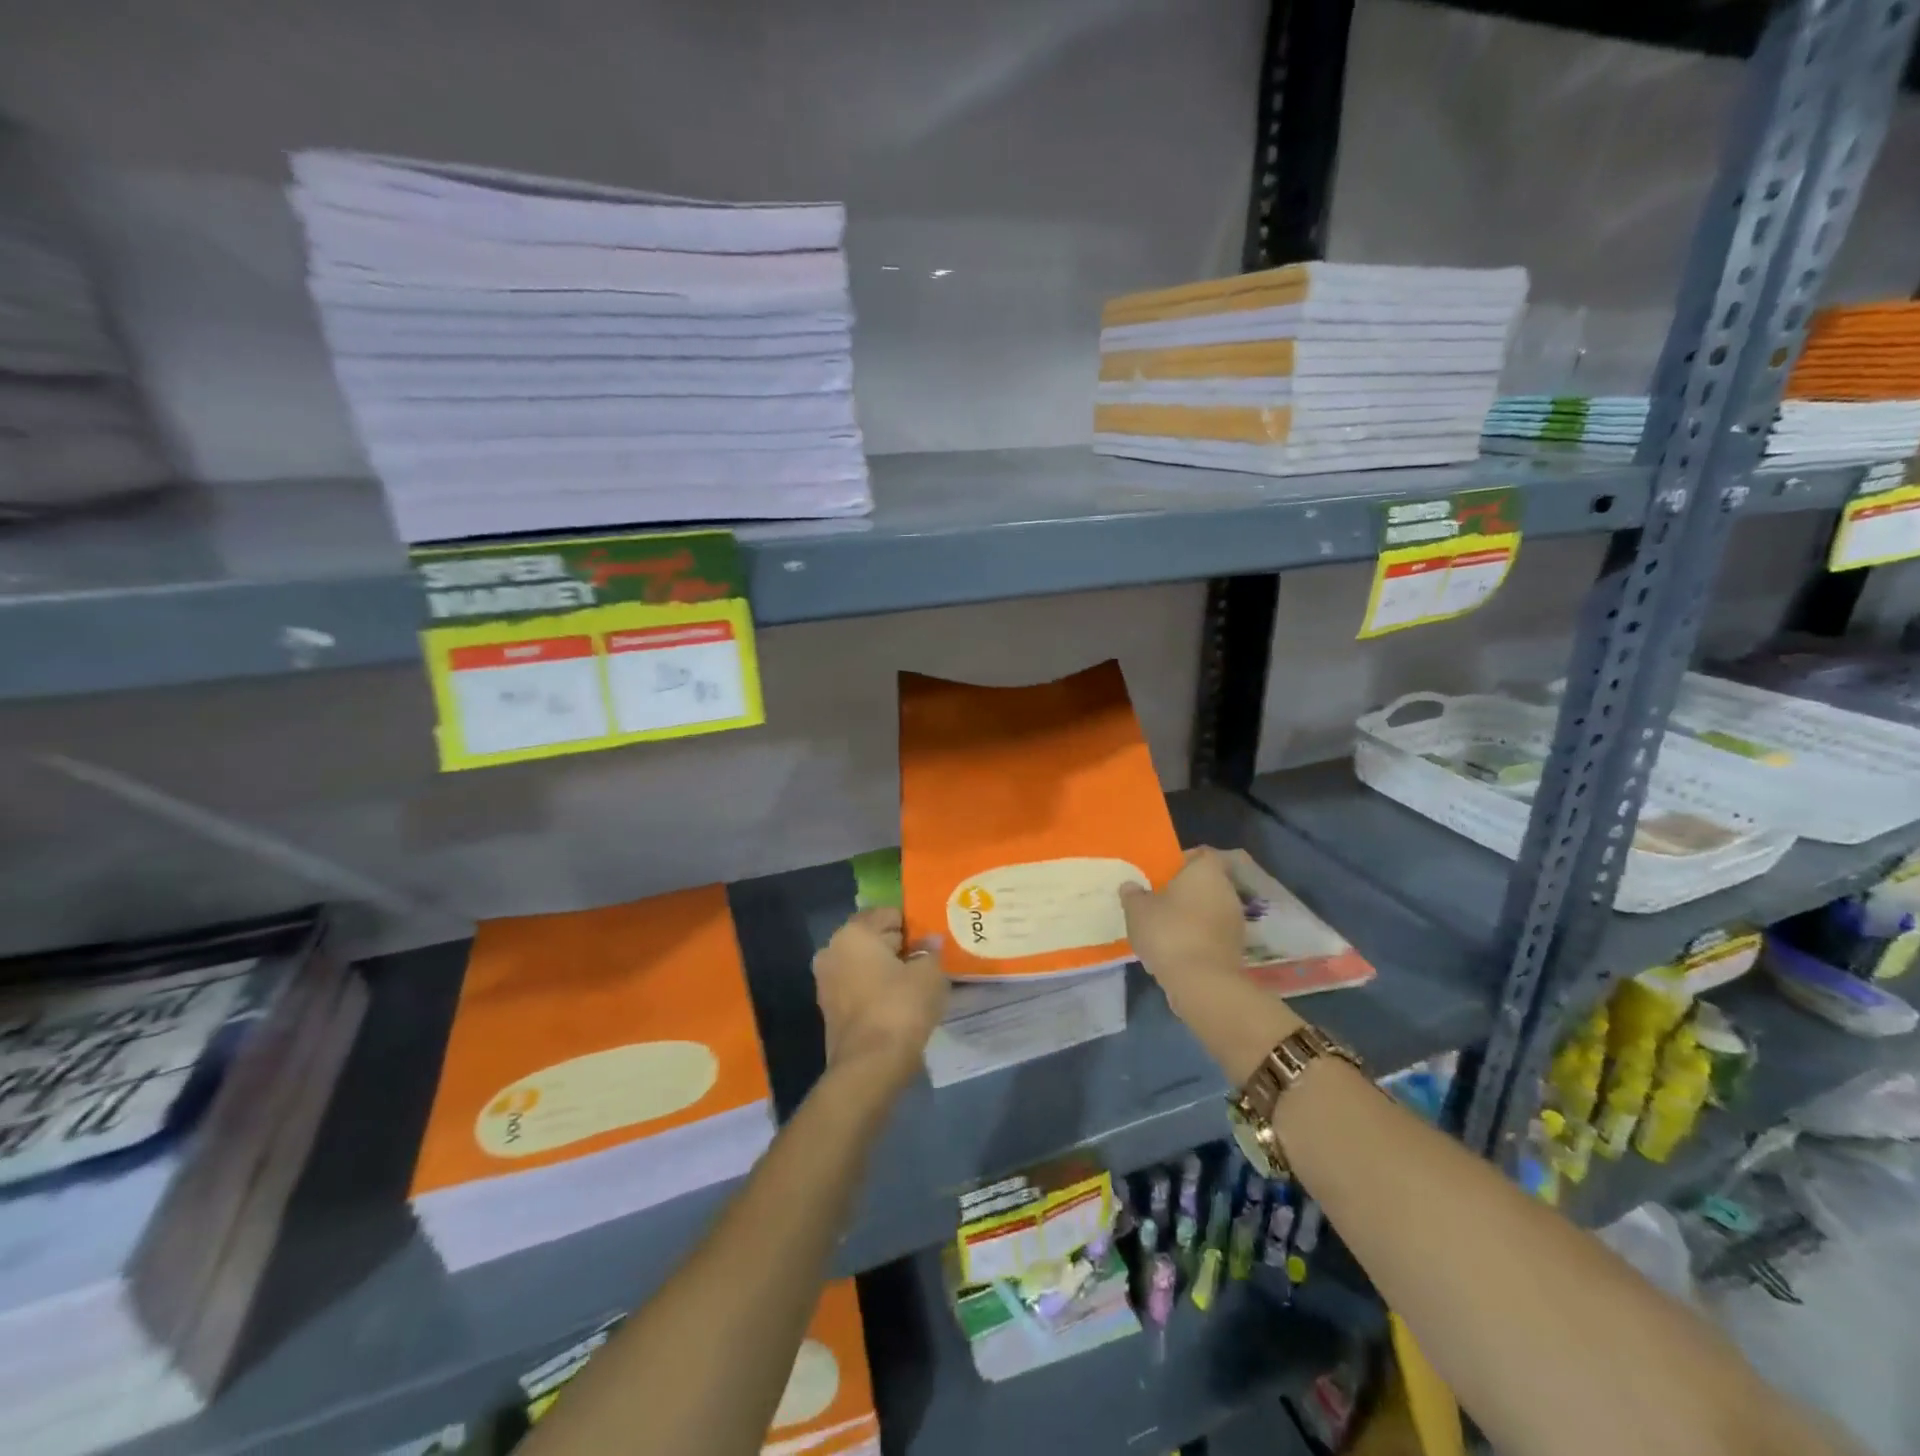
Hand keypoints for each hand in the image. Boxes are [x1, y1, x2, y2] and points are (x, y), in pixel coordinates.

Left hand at [812, 908, 947, 1083]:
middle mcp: (832, 950)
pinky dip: (877, 989)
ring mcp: (826, 982)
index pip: (887, 914)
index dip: (912, 924)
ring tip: (917, 981)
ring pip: (864, 964)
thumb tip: (930, 942)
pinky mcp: (829, 1009)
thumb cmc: (901, 1006)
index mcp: (853, 932)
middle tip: (928, 958)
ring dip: (887, 969)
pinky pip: (859, 987)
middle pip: (873, 938)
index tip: (931, 939)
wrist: (870, 1065)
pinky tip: (901, 1001)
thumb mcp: (929, 973)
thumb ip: (931, 951)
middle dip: (899, 946)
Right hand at [1122, 847, 1302, 1082]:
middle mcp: (1227, 890)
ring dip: (1189, 915)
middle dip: (1182, 891)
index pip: (1199, 854)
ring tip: (1162, 927)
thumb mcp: (1137, 910)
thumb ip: (1133, 894)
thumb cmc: (1169, 932)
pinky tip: (1174, 949)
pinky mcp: (1234, 948)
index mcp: (1207, 871)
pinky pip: (1211, 933)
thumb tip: (1131, 886)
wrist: (1202, 982)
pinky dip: (1196, 936)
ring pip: (1208, 909)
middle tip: (1156, 900)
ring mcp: (1234, 921)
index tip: (1160, 874)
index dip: (1180, 861)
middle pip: (1204, 882)